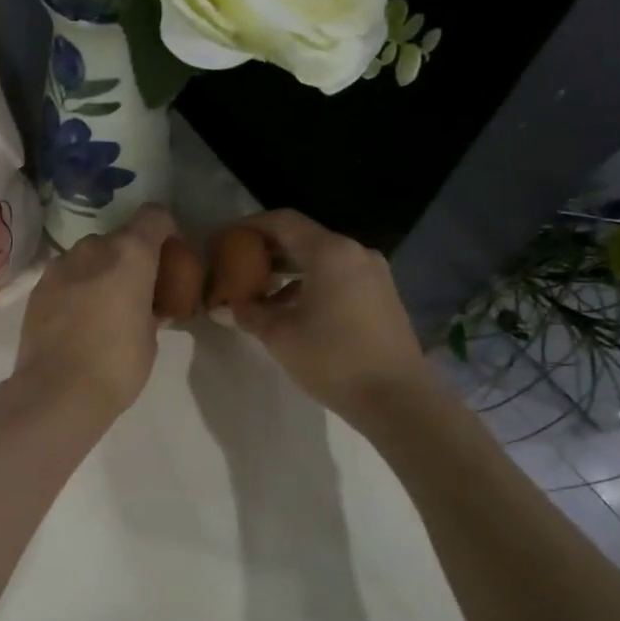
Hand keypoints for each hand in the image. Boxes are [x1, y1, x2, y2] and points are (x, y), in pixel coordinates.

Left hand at [13, 204, 175, 422]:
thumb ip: (150, 306)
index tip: (169, 260)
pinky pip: (67, 276)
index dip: (165, 232)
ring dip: (101, 272)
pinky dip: (77, 288)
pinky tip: (78, 320)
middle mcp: (92, 248)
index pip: (154, 216)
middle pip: (119, 238)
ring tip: (104, 308)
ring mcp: (59, 265)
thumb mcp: (150, 335)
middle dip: (130, 258)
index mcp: (129, 253)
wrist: (56, 392)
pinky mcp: (37, 287)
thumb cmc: (117, 364)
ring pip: (89, 256)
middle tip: (137, 292)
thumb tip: (146, 305)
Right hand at [226, 209, 428, 412]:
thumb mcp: (280, 335)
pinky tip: (291, 311)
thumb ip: (248, 313)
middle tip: (236, 267)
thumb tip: (221, 308)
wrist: (398, 400)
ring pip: (320, 260)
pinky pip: (338, 277)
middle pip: (302, 238)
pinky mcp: (382, 296)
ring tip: (259, 294)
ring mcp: (373, 274)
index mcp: (330, 252)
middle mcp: (355, 253)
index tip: (224, 240)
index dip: (249, 227)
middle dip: (266, 251)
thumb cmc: (333, 358)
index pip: (282, 221)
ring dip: (287, 271)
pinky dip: (310, 284)